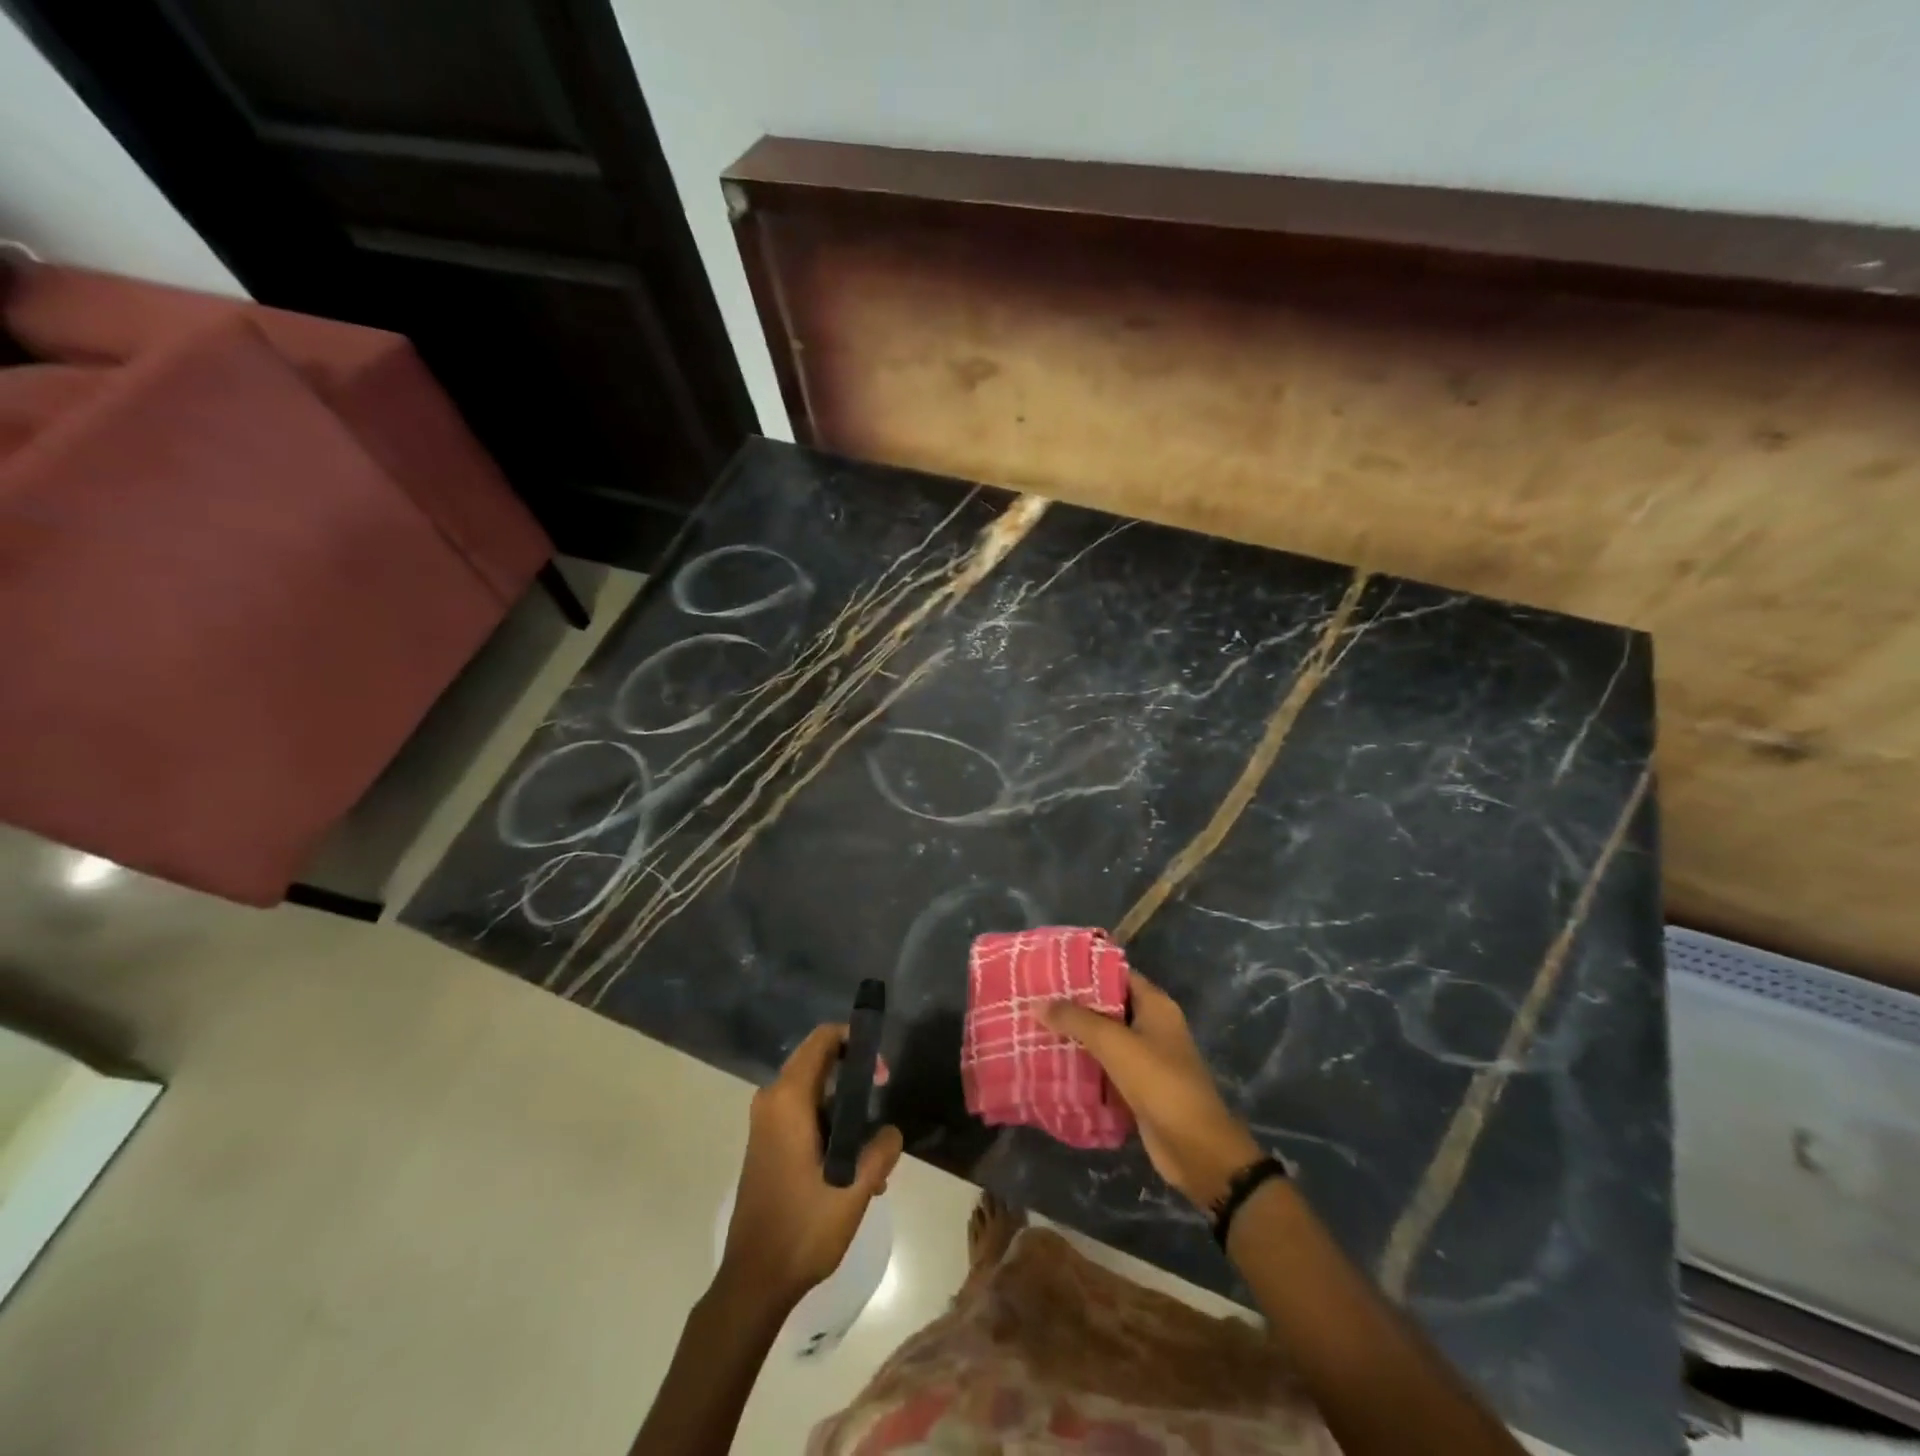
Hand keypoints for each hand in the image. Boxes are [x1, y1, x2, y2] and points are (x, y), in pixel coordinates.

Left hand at [718, 1024, 903, 1309]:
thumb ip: (880, 1151)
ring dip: (844, 1107)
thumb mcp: (854, 1190)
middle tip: (882, 1099)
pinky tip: (853, 1165)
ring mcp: (765, 1123)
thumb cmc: (802, 1230)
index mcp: (788, 1100)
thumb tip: (892, 1131)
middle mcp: (771, 1101)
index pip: (822, 1040)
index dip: (855, 1042)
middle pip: (817, 1062)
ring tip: (873, 1147)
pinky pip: (801, 1113)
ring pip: (812, 1091)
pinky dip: (828, 1124)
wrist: (753, 1282)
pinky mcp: (766, 1144)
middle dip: (854, 1075)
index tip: (881, 1070)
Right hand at [1044, 972, 1260, 1209]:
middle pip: (1108, 1004)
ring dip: (1076, 1034)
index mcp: (1155, 1005)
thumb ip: (1077, 1020)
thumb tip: (1038, 1003)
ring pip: (1104, 1037)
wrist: (1196, 1149)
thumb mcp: (1115, 1044)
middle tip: (1035, 998)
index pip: (1116, 973)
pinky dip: (1084, 1062)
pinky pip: (1105, 1065)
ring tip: (1036, 1026)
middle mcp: (1152, 1025)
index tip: (1050, 968)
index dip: (1085, 969)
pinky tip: (1053, 1061)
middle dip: (1074, 1003)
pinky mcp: (1138, 1086)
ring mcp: (1146, 1056)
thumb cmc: (1159, 1083)